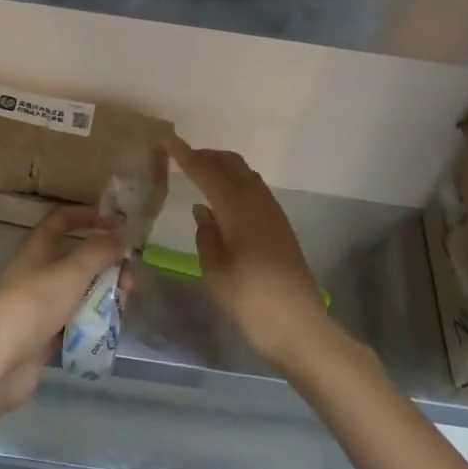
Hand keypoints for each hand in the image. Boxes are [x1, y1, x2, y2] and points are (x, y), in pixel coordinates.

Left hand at [0, 205, 131, 410]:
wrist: (2, 359)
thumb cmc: (36, 303)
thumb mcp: (72, 271)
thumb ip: (100, 251)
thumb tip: (122, 237)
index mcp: (39, 247)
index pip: (63, 219)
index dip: (89, 215)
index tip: (118, 222)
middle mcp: (40, 270)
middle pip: (79, 258)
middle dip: (108, 264)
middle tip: (130, 280)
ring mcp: (43, 303)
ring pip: (82, 289)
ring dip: (105, 293)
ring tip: (123, 304)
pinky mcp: (47, 332)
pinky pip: (77, 317)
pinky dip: (94, 319)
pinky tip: (110, 326)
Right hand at [165, 137, 331, 367]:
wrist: (300, 327)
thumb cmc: (251, 301)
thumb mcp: (215, 271)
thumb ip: (206, 235)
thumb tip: (203, 209)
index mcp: (238, 209)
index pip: (208, 172)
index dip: (186, 156)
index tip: (167, 141)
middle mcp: (257, 202)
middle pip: (232, 164)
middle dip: (207, 156)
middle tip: (182, 158)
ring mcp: (273, 213)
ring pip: (246, 174)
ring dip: (223, 167)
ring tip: (200, 174)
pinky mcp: (280, 226)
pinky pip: (254, 189)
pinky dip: (236, 182)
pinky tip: (223, 200)